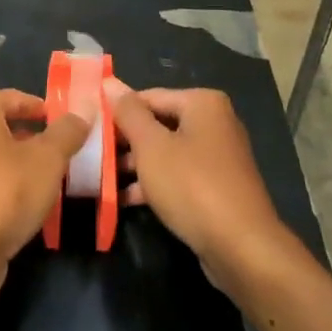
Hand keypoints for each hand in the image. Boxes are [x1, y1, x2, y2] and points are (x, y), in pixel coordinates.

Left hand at [0, 88, 94, 304]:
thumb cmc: (4, 190)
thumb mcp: (48, 158)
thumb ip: (67, 132)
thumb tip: (84, 111)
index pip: (17, 98)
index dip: (45, 111)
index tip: (70, 127)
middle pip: (2, 126)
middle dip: (32, 138)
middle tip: (63, 152)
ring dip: (18, 163)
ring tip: (49, 178)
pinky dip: (2, 185)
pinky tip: (25, 203)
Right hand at [105, 80, 292, 284]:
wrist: (242, 248)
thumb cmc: (192, 186)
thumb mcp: (152, 147)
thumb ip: (128, 113)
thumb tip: (109, 82)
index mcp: (203, 103)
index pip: (148, 97)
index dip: (117, 112)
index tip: (89, 129)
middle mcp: (215, 122)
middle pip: (158, 123)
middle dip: (126, 141)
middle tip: (92, 155)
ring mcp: (218, 156)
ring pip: (167, 151)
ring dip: (136, 164)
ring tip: (102, 178)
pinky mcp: (217, 186)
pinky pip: (179, 175)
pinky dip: (155, 183)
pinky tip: (125, 199)